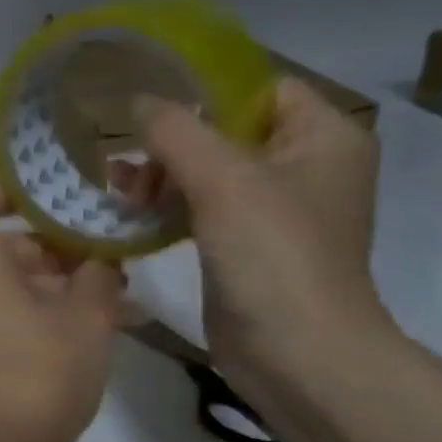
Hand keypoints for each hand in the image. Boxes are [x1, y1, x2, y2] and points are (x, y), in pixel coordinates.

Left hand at [0, 184, 122, 441]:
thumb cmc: (40, 370)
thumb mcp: (86, 315)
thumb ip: (99, 273)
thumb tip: (101, 258)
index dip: (8, 192)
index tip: (55, 202)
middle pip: (3, 245)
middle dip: (59, 248)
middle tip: (111, 260)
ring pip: (15, 285)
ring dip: (64, 285)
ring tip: (123, 300)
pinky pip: (12, 317)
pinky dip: (49, 314)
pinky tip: (103, 331)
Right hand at [114, 77, 389, 404]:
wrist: (296, 354)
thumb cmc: (273, 256)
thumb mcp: (223, 180)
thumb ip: (176, 131)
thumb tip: (135, 100)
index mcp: (322, 136)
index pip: (258, 88)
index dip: (204, 90)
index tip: (146, 103)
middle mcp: (304, 167)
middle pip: (226, 132)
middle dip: (171, 143)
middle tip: (125, 163)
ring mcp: (275, 212)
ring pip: (208, 175)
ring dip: (162, 179)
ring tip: (119, 192)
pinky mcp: (246, 248)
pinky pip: (202, 212)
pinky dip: (168, 210)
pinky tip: (131, 218)